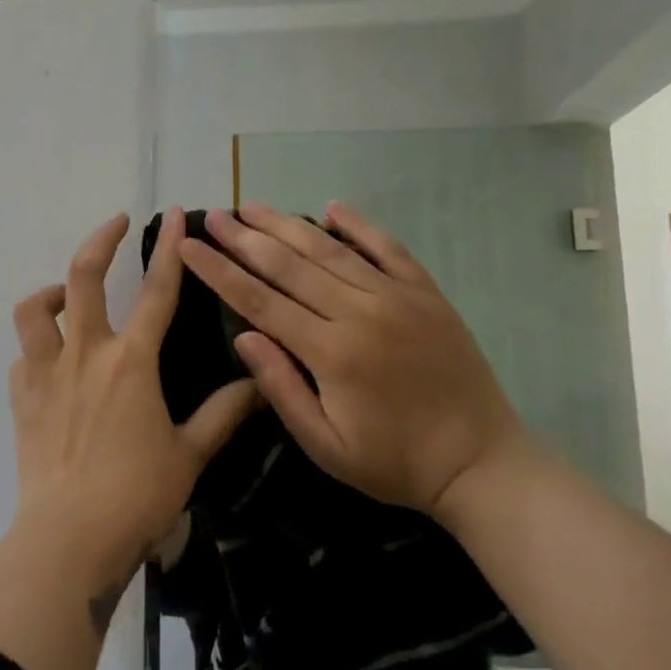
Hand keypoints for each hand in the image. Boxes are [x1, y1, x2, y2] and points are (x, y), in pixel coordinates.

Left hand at [9, 210, 260, 606]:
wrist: (69, 538)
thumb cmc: (137, 495)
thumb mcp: (190, 453)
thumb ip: (224, 413)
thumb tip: (259, 382)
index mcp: (132, 361)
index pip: (157, 291)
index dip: (168, 248)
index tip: (173, 213)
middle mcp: (85, 353)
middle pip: (84, 276)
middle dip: (100, 240)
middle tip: (115, 224)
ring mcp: (46, 374)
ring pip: (34, 310)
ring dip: (51, 293)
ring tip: (68, 296)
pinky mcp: (20, 399)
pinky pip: (22, 358)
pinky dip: (36, 349)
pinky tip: (51, 364)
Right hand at [177, 202, 526, 519]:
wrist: (481, 462)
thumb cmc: (393, 463)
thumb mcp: (326, 445)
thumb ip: (281, 388)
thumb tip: (243, 335)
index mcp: (332, 353)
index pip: (260, 300)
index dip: (219, 271)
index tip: (189, 246)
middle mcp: (361, 312)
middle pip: (290, 265)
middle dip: (245, 238)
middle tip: (213, 216)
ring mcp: (398, 296)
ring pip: (331, 250)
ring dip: (287, 225)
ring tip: (253, 206)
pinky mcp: (427, 293)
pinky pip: (388, 248)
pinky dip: (359, 225)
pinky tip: (332, 206)